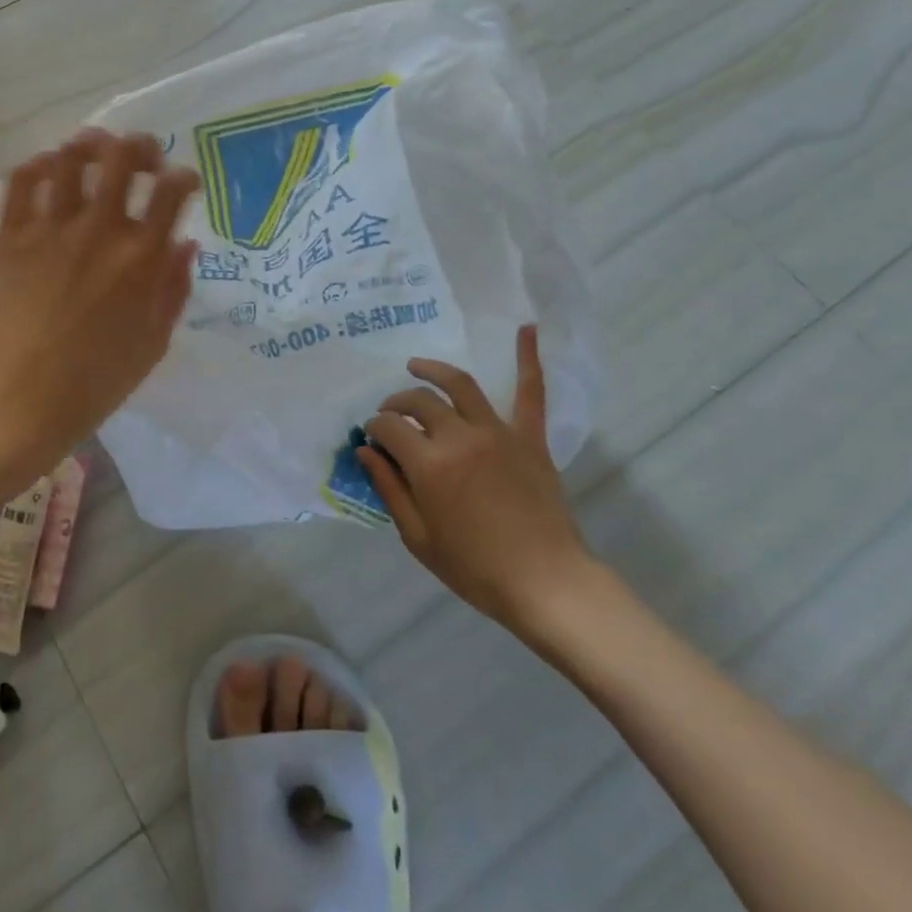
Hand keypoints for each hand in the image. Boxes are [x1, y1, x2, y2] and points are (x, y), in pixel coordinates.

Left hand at [0, 129, 199, 463]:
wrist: (22, 400)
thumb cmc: (97, 380)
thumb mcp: (155, 341)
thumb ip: (174, 287)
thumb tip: (185, 243)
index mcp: (141, 258)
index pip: (172, 191)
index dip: (184, 177)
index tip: (185, 184)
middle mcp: (99, 231)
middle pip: (123, 158)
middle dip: (141, 146)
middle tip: (145, 155)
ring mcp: (51, 229)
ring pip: (71, 159)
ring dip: (90, 145)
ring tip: (97, 150)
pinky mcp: (12, 237)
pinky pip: (22, 182)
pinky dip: (38, 165)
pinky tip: (49, 168)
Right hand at [360, 326, 600, 649]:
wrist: (546, 583)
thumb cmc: (475, 568)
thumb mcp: (418, 537)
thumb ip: (389, 489)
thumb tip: (365, 452)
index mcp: (429, 464)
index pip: (389, 428)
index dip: (374, 429)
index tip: (371, 439)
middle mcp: (459, 436)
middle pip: (418, 402)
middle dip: (396, 404)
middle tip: (390, 416)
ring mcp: (497, 431)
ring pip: (459, 385)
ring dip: (433, 370)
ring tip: (416, 365)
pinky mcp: (529, 437)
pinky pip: (530, 392)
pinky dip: (528, 358)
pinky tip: (527, 328)